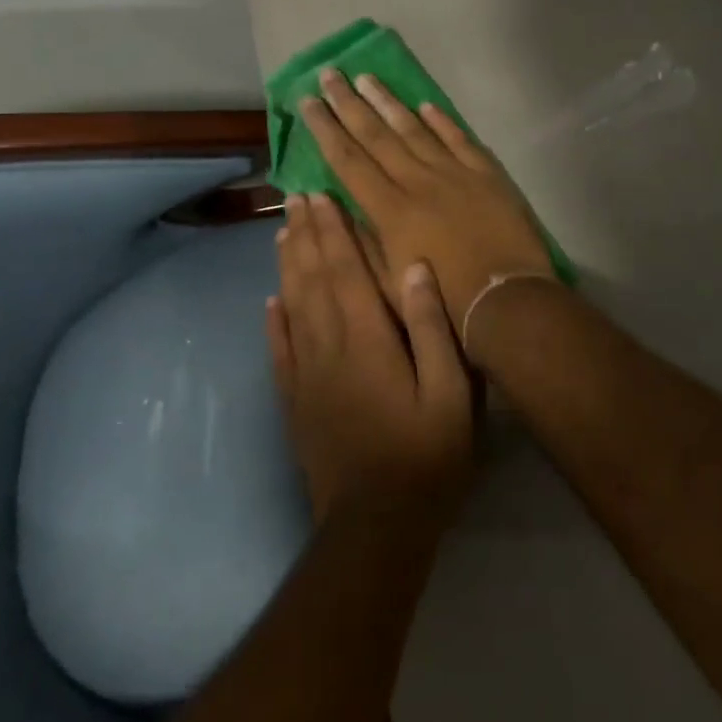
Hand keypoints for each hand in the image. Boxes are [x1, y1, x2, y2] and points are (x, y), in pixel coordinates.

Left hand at [267, 192, 474, 526]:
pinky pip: (279, 350)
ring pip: (291, 306)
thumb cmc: (426, 455)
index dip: (332, 231)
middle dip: (305, 236)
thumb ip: (432, 326)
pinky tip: (270, 302)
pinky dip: (273, 320)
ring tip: (283, 233)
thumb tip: (414, 267)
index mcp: (367, 339)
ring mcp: (306, 375)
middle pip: (312, 279)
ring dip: (287, 267)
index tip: (321, 196)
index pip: (344, 270)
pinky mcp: (295, 401)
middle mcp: (328, 347)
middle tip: (296, 199)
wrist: (376, 525)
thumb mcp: (451, 392)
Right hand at [298, 69, 553, 333]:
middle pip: (377, 135)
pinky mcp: (487, 176)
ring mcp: (455, 174)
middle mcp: (418, 182)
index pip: (348, 160)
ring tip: (367, 77)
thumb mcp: (387, 284)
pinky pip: (459, 139)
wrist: (506, 303)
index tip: (309, 101)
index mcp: (390, 210)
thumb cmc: (443, 303)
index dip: (326, 129)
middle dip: (349, 103)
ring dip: (389, 102)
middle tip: (330, 74)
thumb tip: (331, 203)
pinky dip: (442, 121)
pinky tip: (425, 105)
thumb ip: (359, 241)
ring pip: (415, 129)